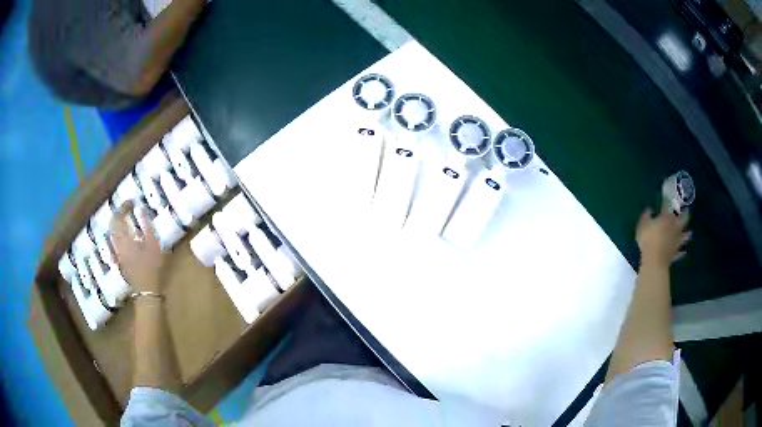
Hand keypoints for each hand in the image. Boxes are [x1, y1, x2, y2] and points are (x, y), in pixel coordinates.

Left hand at [110, 201, 165, 292]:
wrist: (146, 289)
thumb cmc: (152, 267)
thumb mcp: (153, 245)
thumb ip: (147, 226)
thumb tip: (142, 209)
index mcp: (125, 238)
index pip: (119, 216)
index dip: (124, 206)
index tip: (132, 201)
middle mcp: (117, 243)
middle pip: (113, 223)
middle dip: (119, 213)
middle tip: (127, 208)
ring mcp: (117, 251)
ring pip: (112, 231)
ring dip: (117, 222)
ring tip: (125, 218)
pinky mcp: (119, 257)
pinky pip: (114, 240)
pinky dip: (117, 232)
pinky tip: (123, 234)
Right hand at [636, 204, 690, 268]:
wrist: (654, 260)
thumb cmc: (648, 240)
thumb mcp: (642, 225)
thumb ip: (646, 216)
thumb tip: (649, 209)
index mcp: (666, 218)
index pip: (667, 206)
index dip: (667, 201)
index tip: (668, 198)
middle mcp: (674, 227)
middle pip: (683, 219)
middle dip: (685, 214)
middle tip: (687, 211)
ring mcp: (676, 241)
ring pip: (684, 236)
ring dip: (687, 234)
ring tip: (690, 233)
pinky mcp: (675, 253)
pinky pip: (680, 253)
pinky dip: (682, 252)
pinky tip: (684, 252)